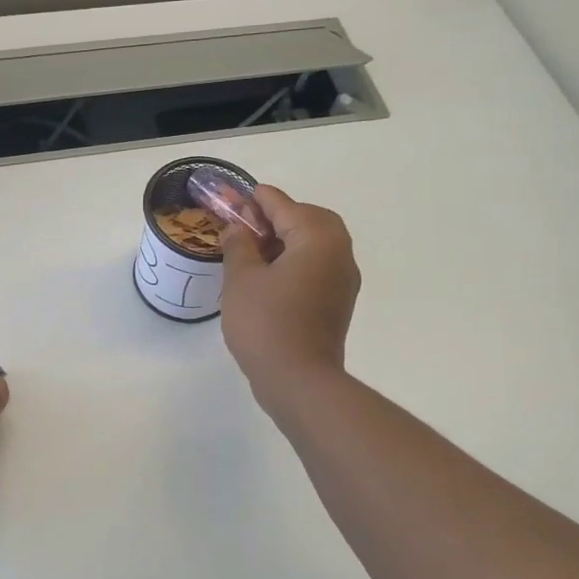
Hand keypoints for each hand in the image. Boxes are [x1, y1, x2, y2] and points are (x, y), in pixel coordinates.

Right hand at [220, 186, 359, 404]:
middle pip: (308, 220)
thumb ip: (238, 245)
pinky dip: (295, 262)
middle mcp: (339, 252)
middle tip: (246, 228)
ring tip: (251, 253)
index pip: (284, 205)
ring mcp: (343, 280)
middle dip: (277, 218)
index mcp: (318, 237)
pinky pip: (316, 268)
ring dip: (286, 241)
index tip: (235, 198)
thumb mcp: (241, 278)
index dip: (256, 200)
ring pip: (314, 245)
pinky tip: (267, 278)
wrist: (299, 380)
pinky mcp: (338, 303)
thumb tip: (239, 230)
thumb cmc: (266, 323)